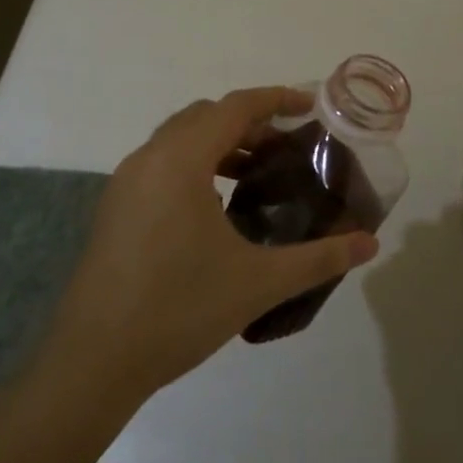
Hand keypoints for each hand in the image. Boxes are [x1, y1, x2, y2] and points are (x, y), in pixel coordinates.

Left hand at [35, 86, 378, 404]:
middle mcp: (149, 158)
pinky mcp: (114, 208)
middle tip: (287, 145)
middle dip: (249, 122)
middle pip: (206, 116)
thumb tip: (370, 244)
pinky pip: (162, 163)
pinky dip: (195, 164)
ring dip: (220, 143)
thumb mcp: (258, 282)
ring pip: (179, 138)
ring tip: (257, 173)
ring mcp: (125, 182)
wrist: (92, 363)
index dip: (275, 99)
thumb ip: (319, 259)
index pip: (234, 107)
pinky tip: (217, 206)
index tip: (309, 106)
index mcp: (180, 160)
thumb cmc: (179, 310)